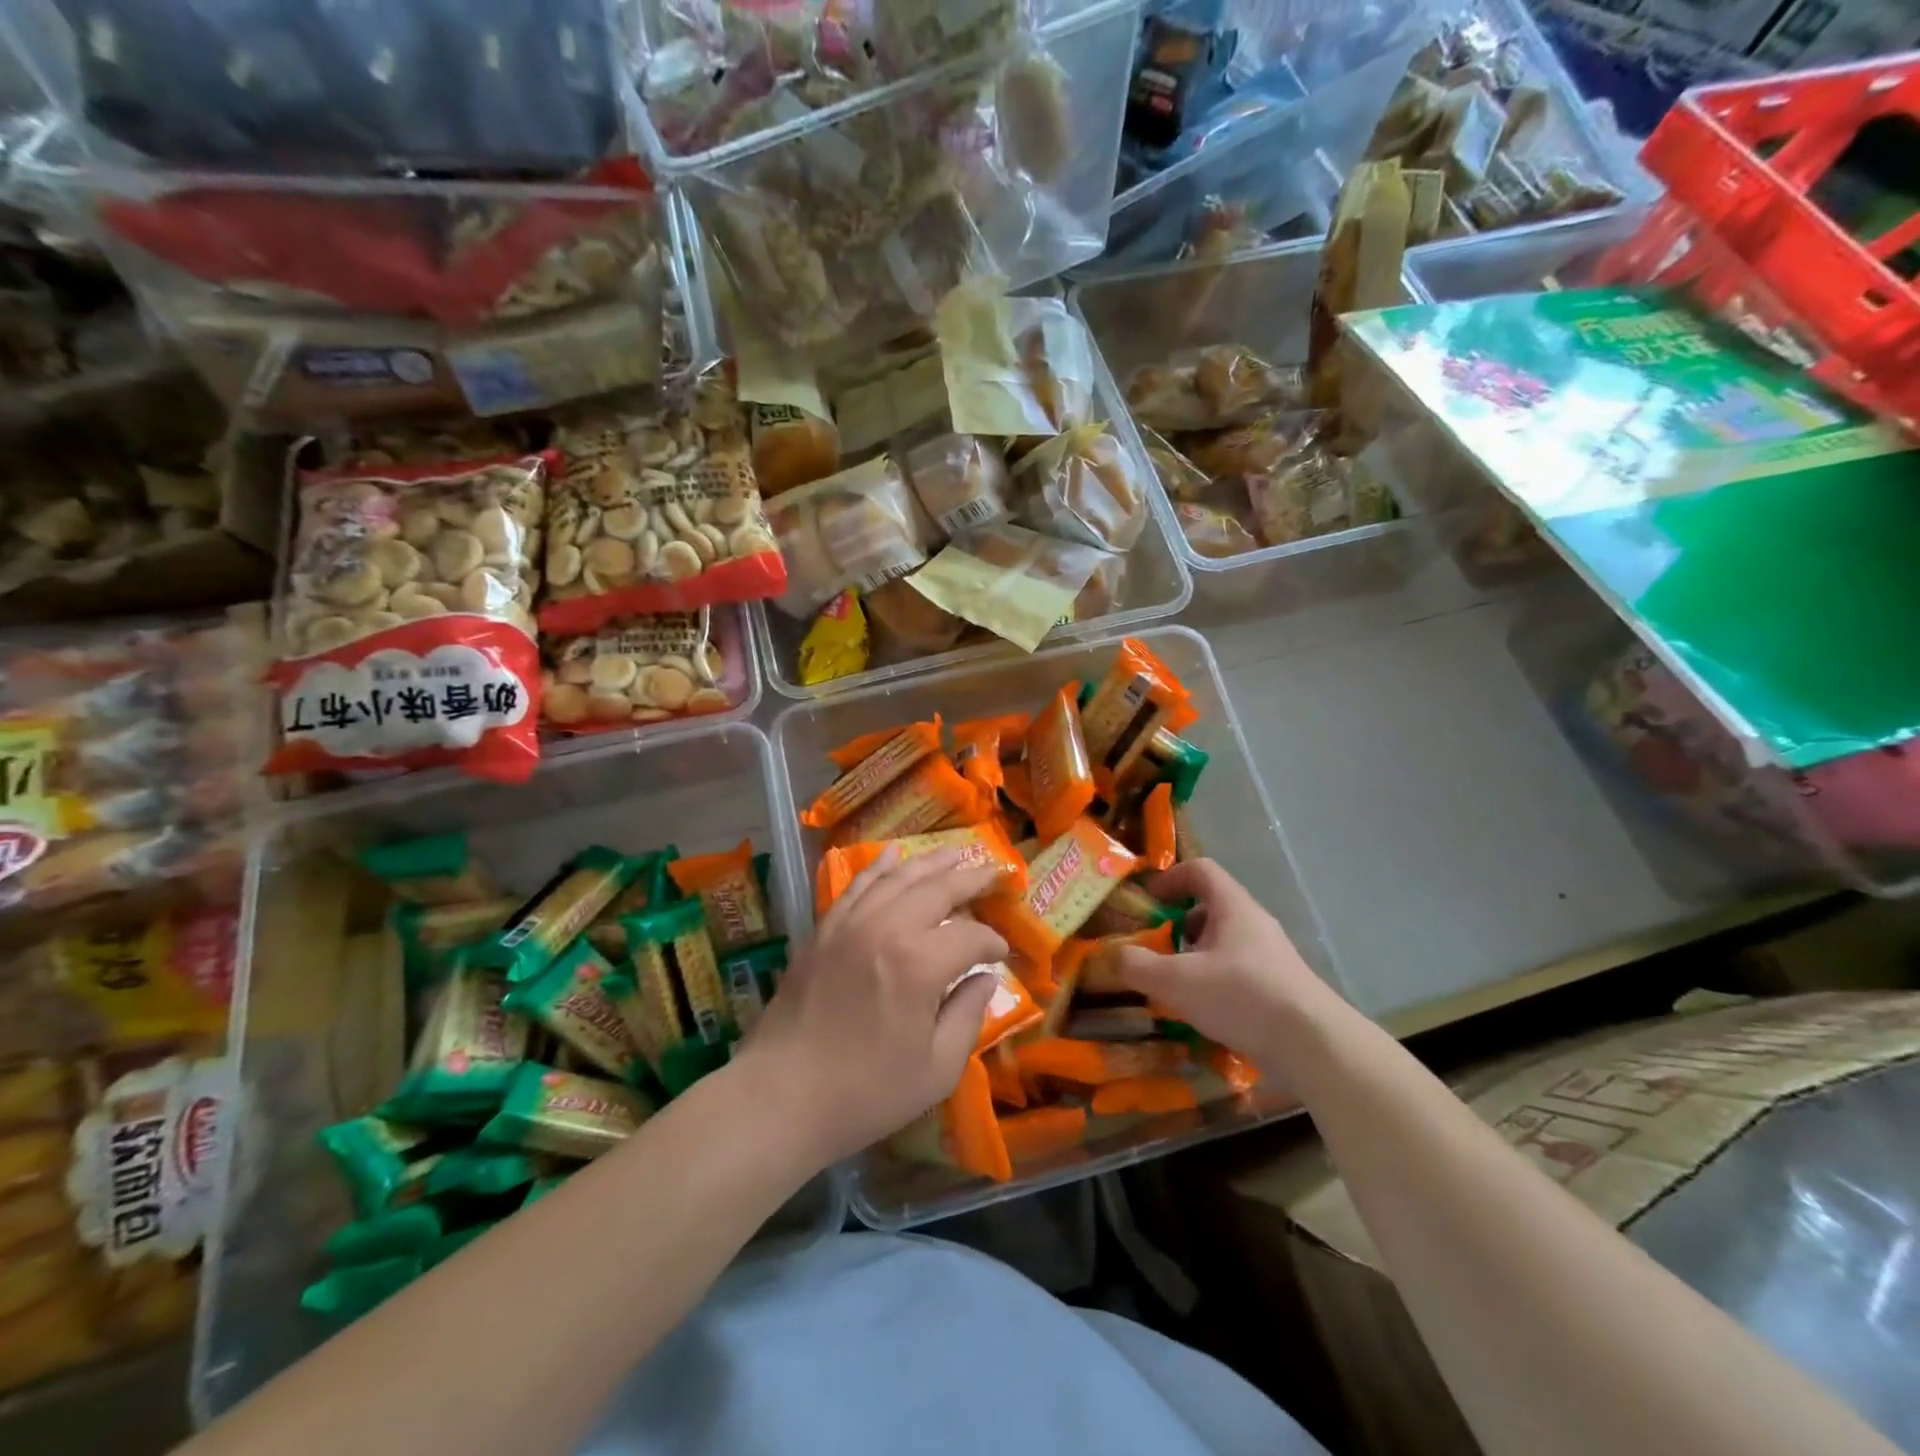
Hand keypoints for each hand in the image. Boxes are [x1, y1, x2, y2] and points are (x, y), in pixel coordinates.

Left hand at [738, 847, 1007, 1169]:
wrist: (781, 1096)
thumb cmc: (866, 1093)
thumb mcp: (936, 1069)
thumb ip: (968, 1016)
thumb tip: (986, 979)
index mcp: (919, 964)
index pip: (970, 937)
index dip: (992, 943)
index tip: (1001, 955)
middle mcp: (886, 929)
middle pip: (936, 889)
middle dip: (970, 879)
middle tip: (994, 871)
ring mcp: (850, 924)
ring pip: (896, 878)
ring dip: (929, 863)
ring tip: (954, 853)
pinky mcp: (824, 930)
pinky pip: (857, 886)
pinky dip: (878, 867)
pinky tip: (893, 853)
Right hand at [1114, 858, 1345, 1092]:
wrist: (1315, 1046)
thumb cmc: (1242, 996)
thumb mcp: (1176, 981)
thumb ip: (1137, 965)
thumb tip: (1109, 955)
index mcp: (1233, 907)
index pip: (1201, 870)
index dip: (1171, 878)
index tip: (1149, 901)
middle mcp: (1255, 924)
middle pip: (1211, 907)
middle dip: (1178, 923)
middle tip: (1156, 947)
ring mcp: (1271, 956)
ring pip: (1225, 942)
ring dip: (1195, 955)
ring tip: (1175, 984)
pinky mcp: (1281, 987)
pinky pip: (1239, 970)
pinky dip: (1215, 980)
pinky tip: (1204, 1011)